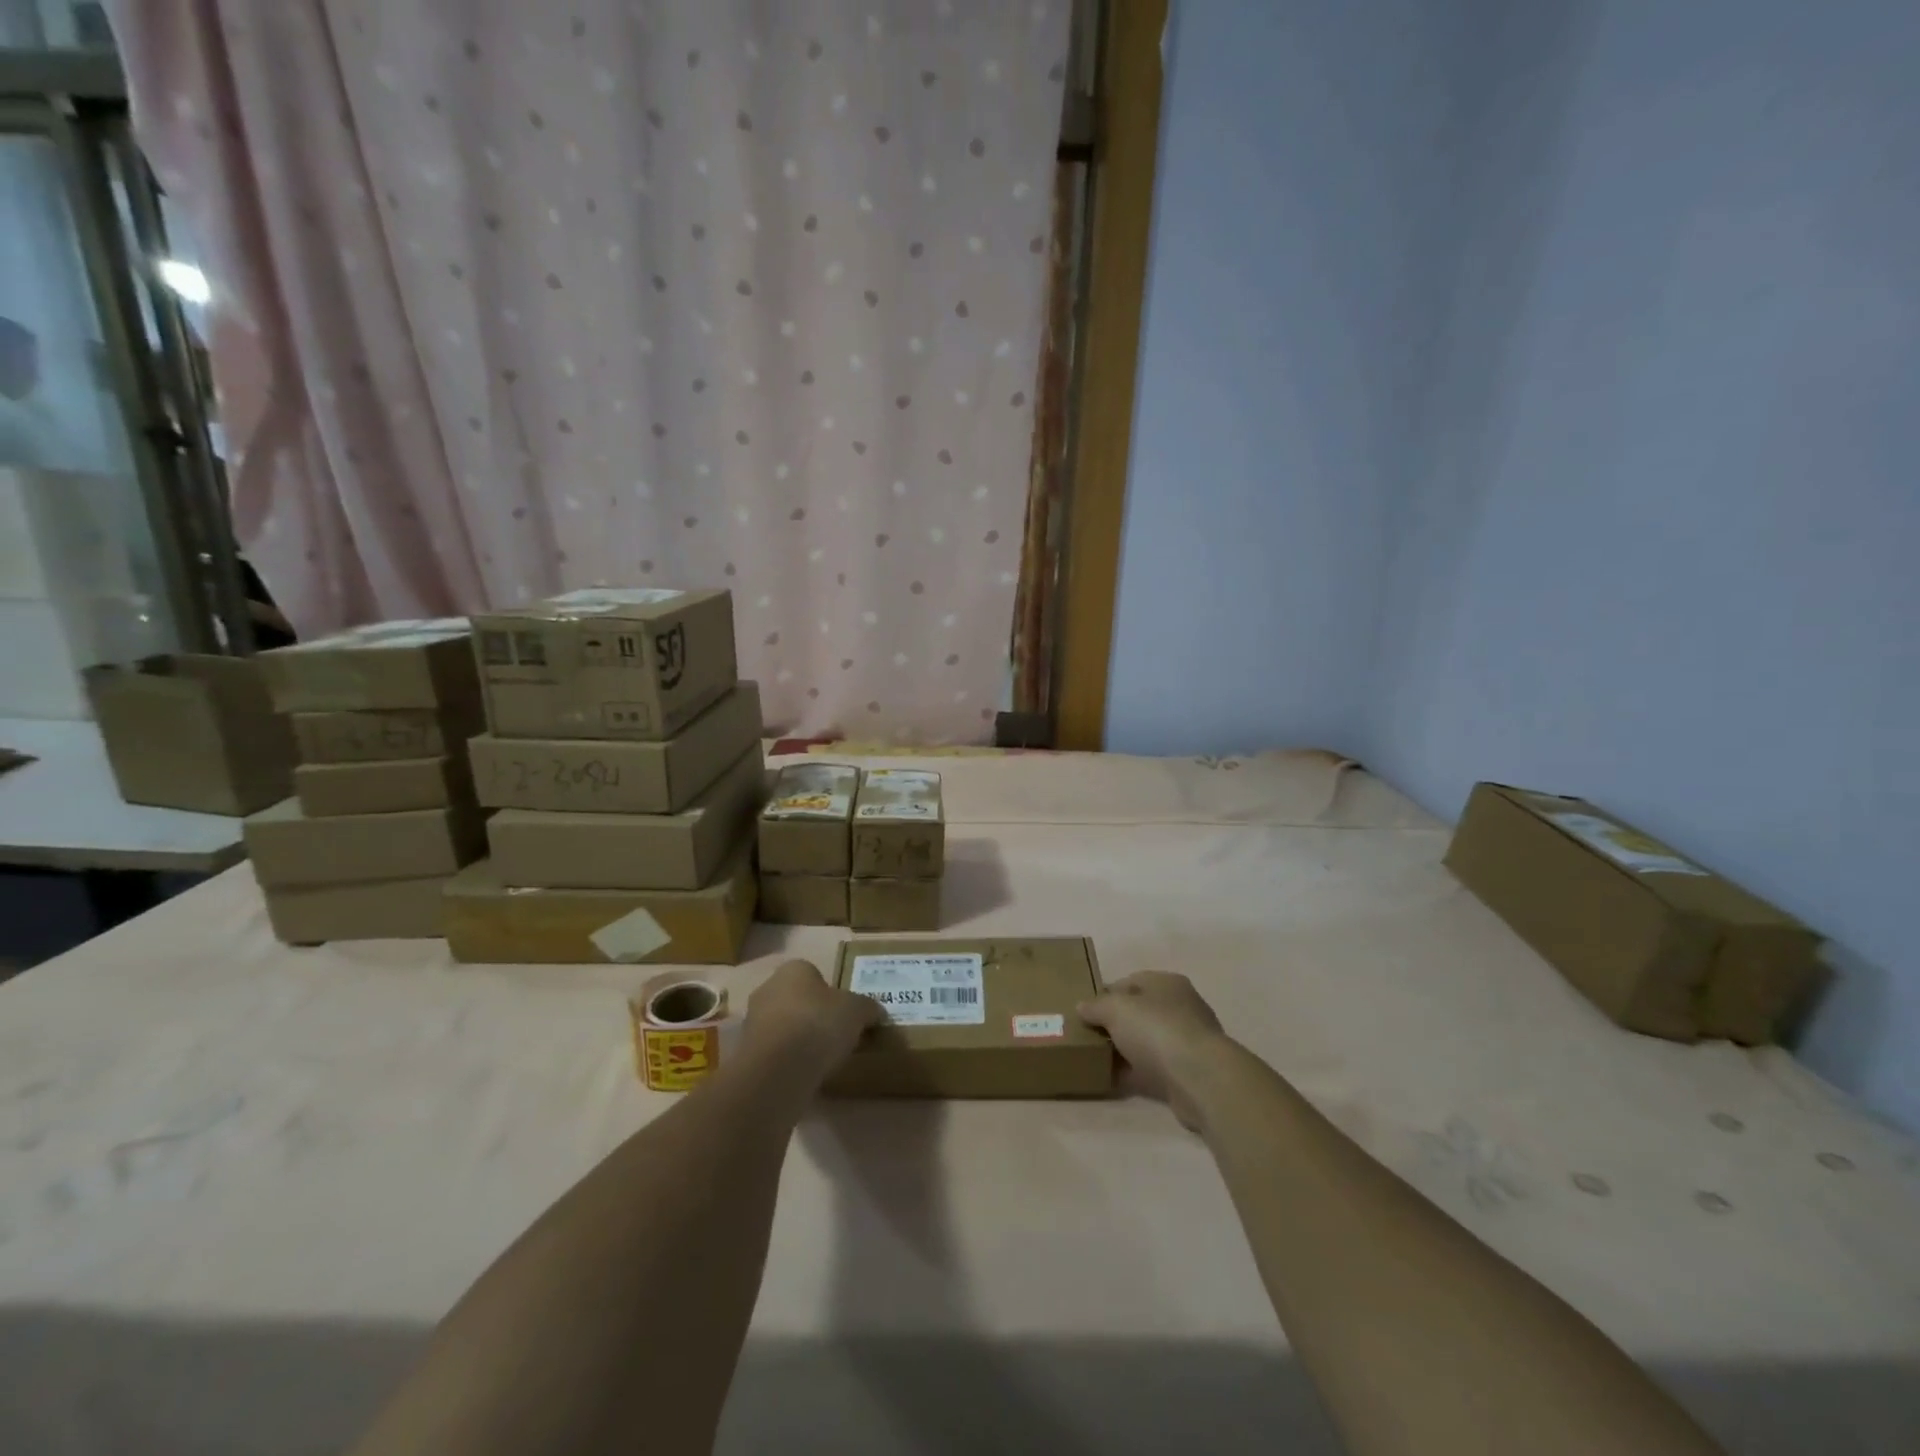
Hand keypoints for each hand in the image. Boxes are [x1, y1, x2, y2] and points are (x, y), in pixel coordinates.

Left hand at [743, 959, 883, 1076]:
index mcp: (794, 969)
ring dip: (798, 1039)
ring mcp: (752, 1022)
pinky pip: (774, 1053)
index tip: (844, 1013)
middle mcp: (768, 988)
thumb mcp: (858, 1011)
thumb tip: (876, 1012)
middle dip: (812, 1015)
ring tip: (822, 1059)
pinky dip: (788, 1061)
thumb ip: (867, 1008)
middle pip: (796, 999)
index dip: (830, 992)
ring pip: (783, 1026)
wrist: (778, 1069)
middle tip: (835, 1035)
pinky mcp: (746, 1054)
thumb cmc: (819, 1023)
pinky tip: (804, 1074)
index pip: (813, 974)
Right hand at [1078, 971, 1229, 1130]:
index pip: (1130, 982)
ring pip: (1147, 1042)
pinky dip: (1135, 1073)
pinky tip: (1115, 1080)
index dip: (1105, 995)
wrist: (1200, 1079)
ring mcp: (1187, 1041)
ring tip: (1098, 1060)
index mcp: (1166, 983)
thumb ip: (1096, 1006)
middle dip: (1115, 1024)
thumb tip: (1082, 1007)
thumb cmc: (1157, 1030)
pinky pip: (1154, 1068)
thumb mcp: (1115, 1009)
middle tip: (1089, 1036)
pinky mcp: (1188, 1072)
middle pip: (1139, 1012)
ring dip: (1125, 1050)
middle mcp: (1181, 1007)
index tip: (1085, 1012)